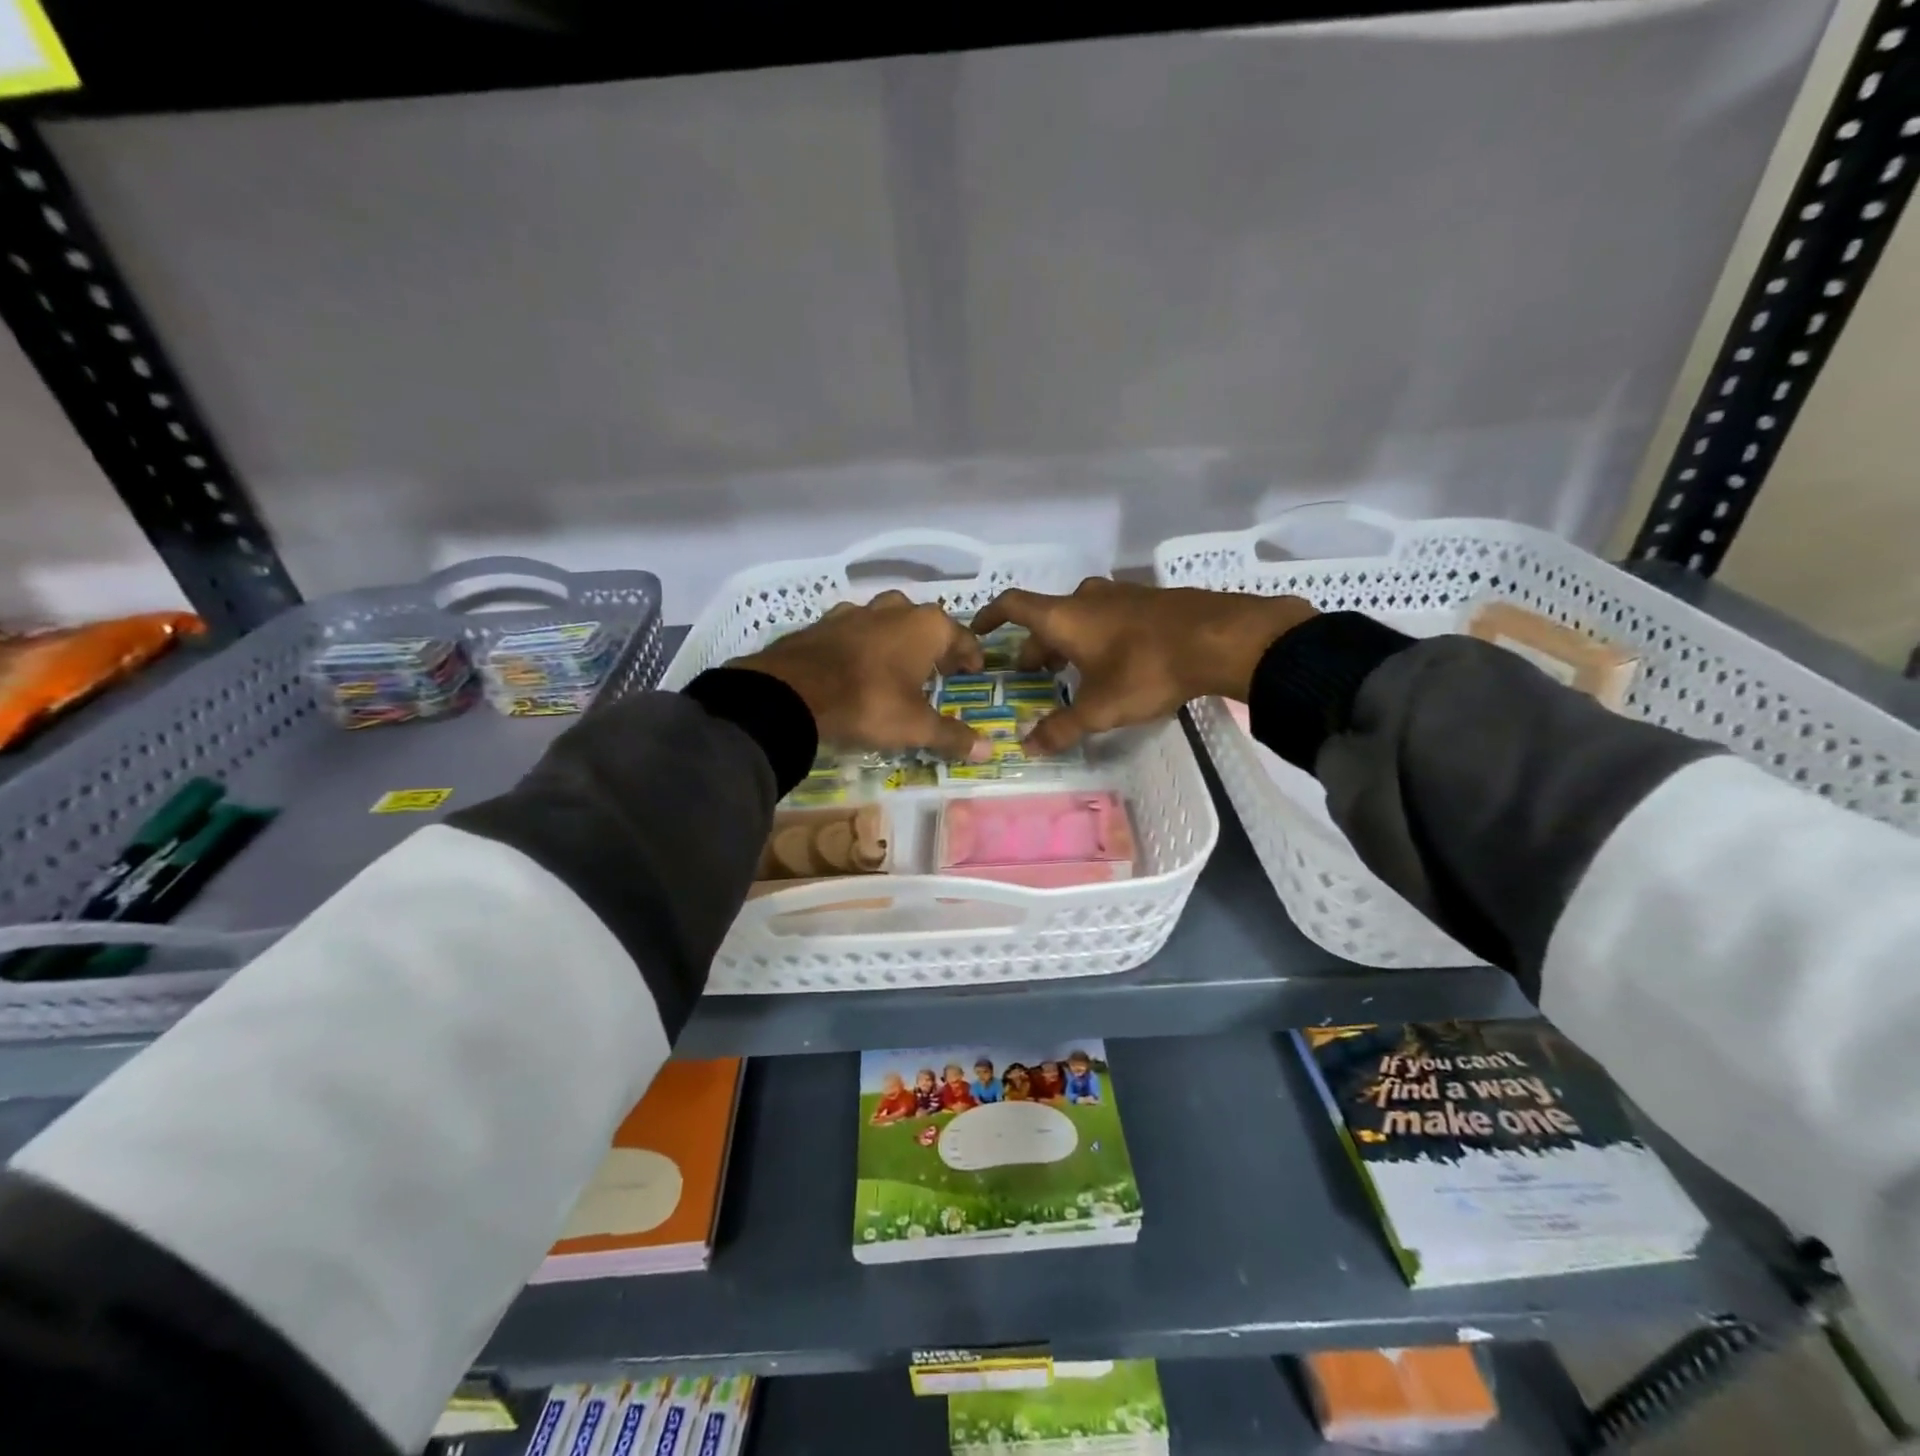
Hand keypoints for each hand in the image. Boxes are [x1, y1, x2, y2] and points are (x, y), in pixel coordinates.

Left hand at [734, 591, 990, 761]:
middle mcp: (895, 609)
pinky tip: (857, 664)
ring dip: (897, 640)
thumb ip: (951, 735)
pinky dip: (863, 644)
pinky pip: (855, 630)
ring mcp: (857, 611)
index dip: (970, 656)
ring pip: (888, 621)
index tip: (973, 672)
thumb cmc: (869, 702)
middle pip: (925, 624)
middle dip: (934, 645)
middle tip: (937, 671)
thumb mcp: (915, 726)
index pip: (962, 637)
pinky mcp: (825, 622)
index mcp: (927, 626)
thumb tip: (987, 749)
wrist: (794, 692)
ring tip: (897, 667)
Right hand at [970, 579, 1316, 754]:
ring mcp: (1120, 596)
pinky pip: (1107, 617)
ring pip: (1079, 617)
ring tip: (1070, 673)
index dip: (990, 617)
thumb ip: (1061, 728)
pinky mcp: (1149, 602)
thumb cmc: (1147, 669)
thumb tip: (1027, 748)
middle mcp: (1086, 599)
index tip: (978, 631)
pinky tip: (1112, 664)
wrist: (1220, 637)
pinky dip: (1096, 637)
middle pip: (1047, 618)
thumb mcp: (1100, 708)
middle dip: (1035, 647)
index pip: (1013, 606)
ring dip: (1067, 642)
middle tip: (1032, 675)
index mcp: (1064, 617)